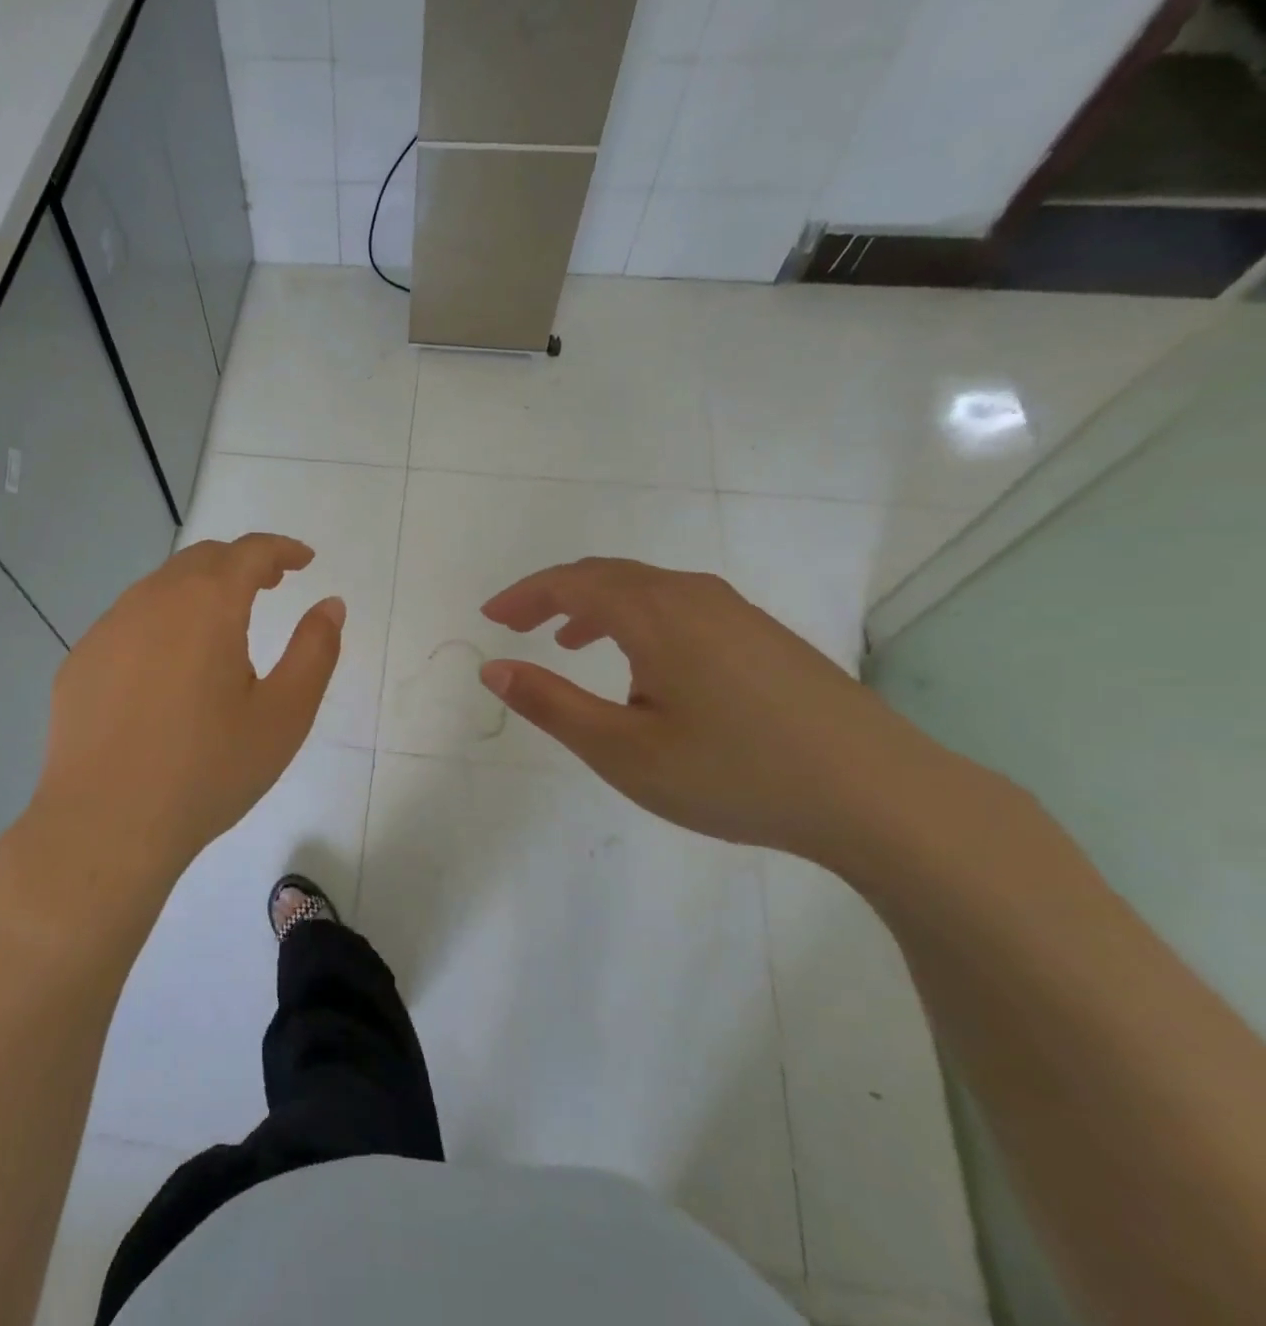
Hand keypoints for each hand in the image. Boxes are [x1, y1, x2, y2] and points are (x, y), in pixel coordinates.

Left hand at [28, 534, 343, 890]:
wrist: (106, 824)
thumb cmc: (208, 770)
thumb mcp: (284, 715)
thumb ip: (315, 650)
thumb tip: (330, 605)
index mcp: (207, 605)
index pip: (250, 552)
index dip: (282, 549)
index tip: (304, 560)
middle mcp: (152, 600)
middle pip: (203, 559)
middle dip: (241, 563)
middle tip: (270, 585)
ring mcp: (108, 629)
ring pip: (161, 587)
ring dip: (199, 590)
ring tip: (222, 626)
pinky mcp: (81, 661)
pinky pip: (129, 622)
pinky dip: (161, 623)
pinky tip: (167, 669)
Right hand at [478, 559, 960, 864]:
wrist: (880, 795)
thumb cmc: (735, 773)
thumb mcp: (623, 750)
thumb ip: (551, 705)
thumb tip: (494, 669)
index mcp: (656, 614)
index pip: (572, 582)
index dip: (525, 595)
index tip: (490, 617)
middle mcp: (693, 596)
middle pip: (608, 575)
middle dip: (554, 595)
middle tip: (517, 625)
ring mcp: (736, 613)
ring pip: (646, 590)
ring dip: (597, 606)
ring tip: (569, 642)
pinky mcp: (763, 636)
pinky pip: (679, 607)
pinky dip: (637, 619)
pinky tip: (643, 666)